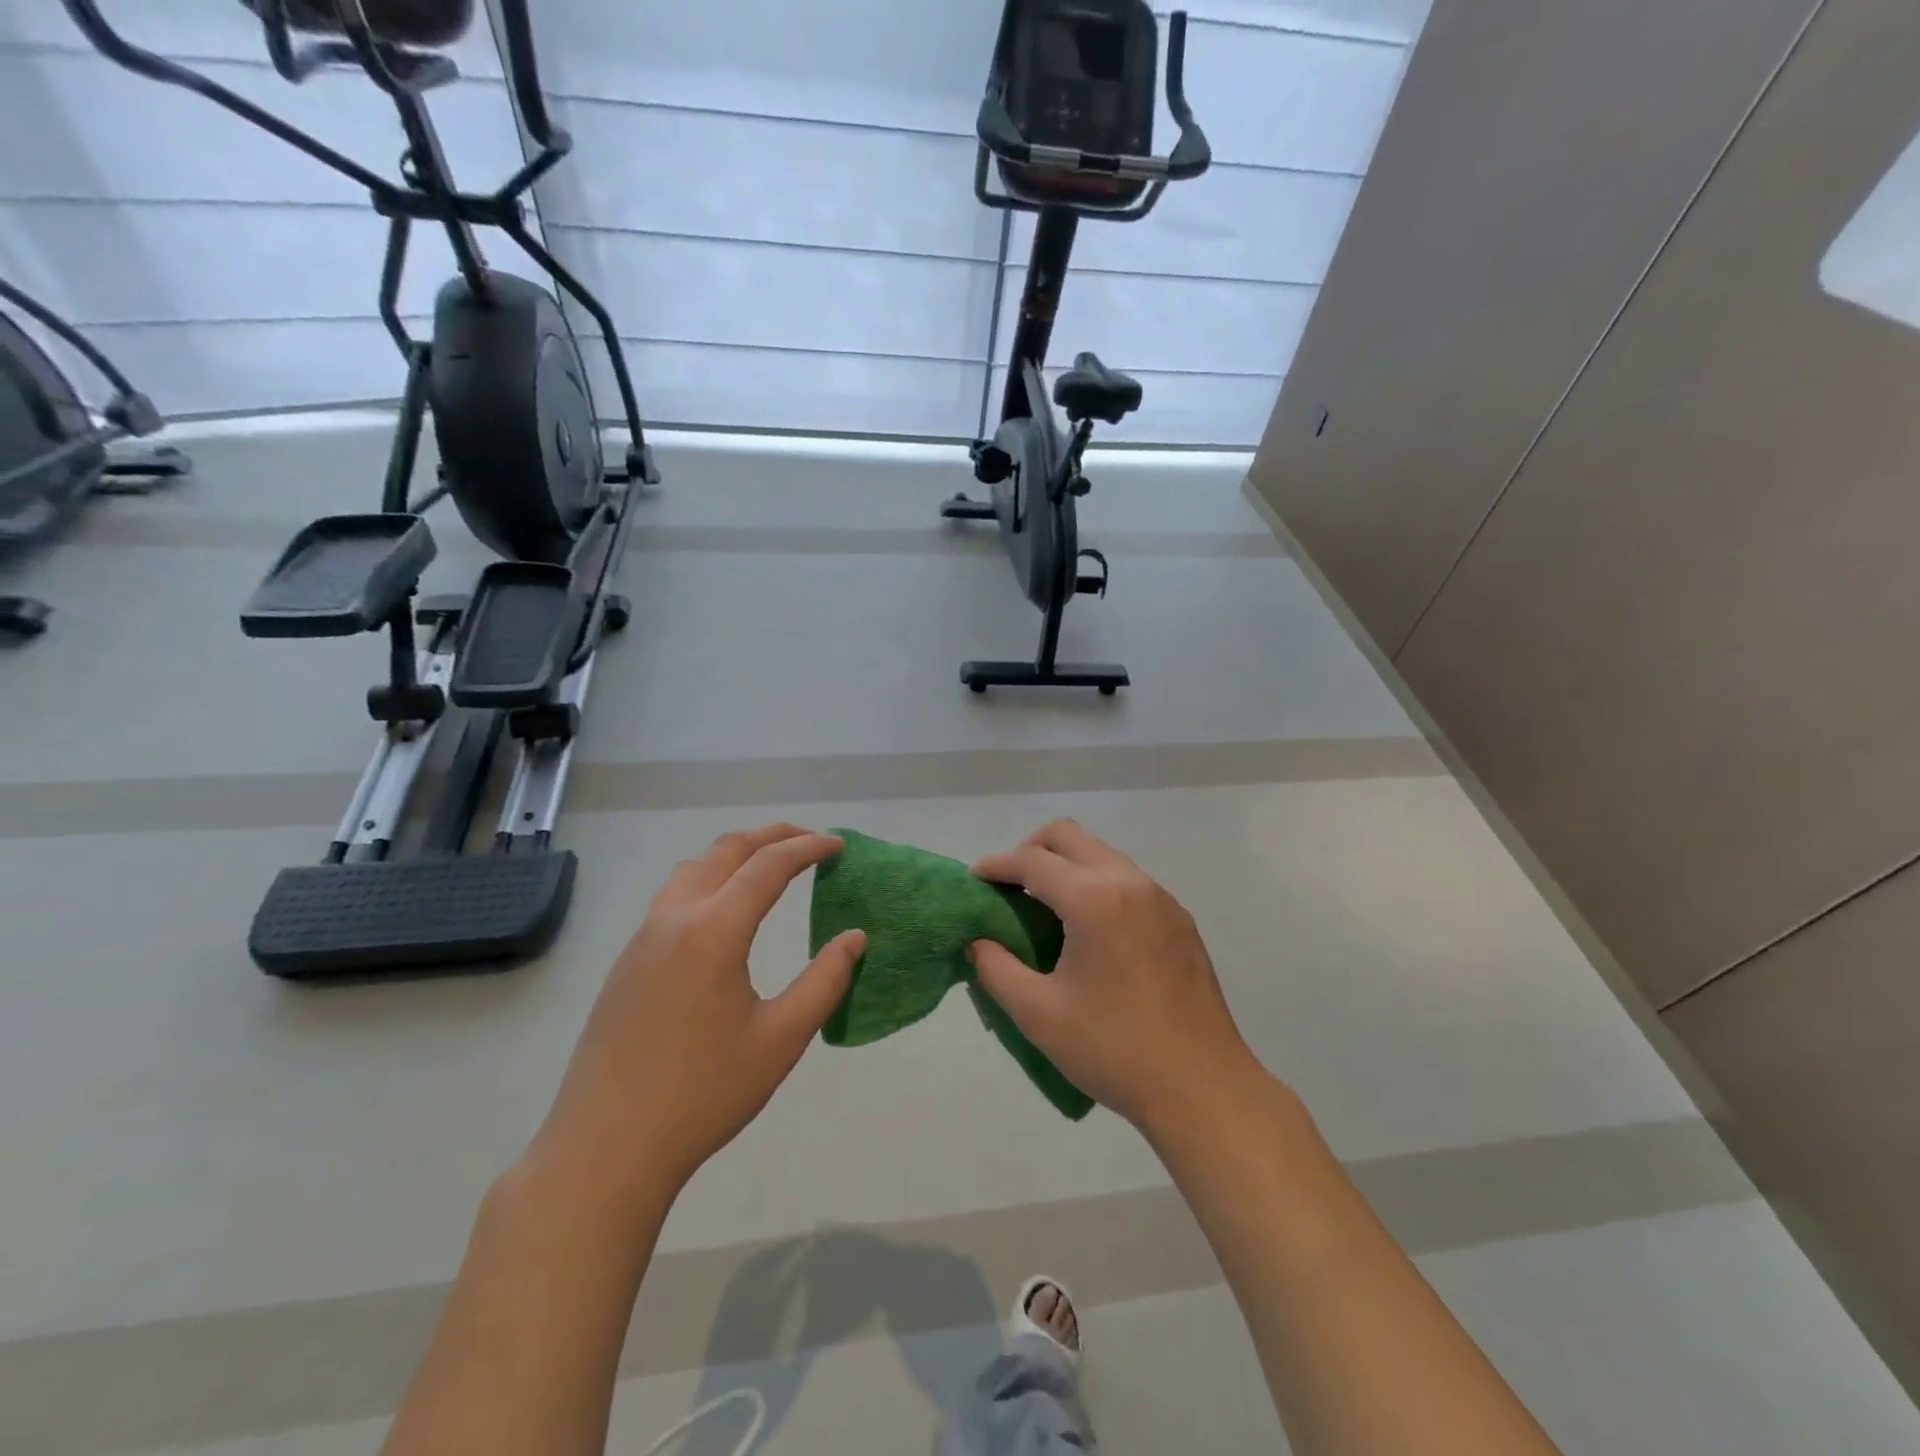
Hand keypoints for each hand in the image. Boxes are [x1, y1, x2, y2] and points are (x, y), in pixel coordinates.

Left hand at [530, 824, 865, 1202]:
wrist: (606, 1149)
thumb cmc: (703, 1094)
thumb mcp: (781, 1040)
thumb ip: (824, 982)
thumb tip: (855, 938)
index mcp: (714, 931)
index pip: (768, 866)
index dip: (808, 848)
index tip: (839, 846)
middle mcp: (675, 918)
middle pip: (727, 851)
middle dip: (773, 837)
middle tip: (811, 841)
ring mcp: (643, 937)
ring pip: (694, 867)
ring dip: (736, 853)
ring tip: (769, 864)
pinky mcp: (627, 961)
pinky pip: (674, 894)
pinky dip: (710, 877)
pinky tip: (724, 909)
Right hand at [970, 819, 1264, 1141]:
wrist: (1203, 1088)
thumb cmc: (1114, 1050)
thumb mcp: (1039, 1014)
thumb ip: (996, 968)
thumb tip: (979, 941)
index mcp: (1094, 899)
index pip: (1032, 860)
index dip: (996, 865)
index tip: (973, 879)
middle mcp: (1129, 882)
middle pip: (1069, 836)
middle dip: (1031, 850)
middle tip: (1009, 888)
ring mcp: (1161, 898)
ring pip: (1101, 854)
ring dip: (1066, 866)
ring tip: (1045, 910)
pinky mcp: (1179, 919)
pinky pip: (1127, 880)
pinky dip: (1096, 885)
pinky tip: (1089, 931)